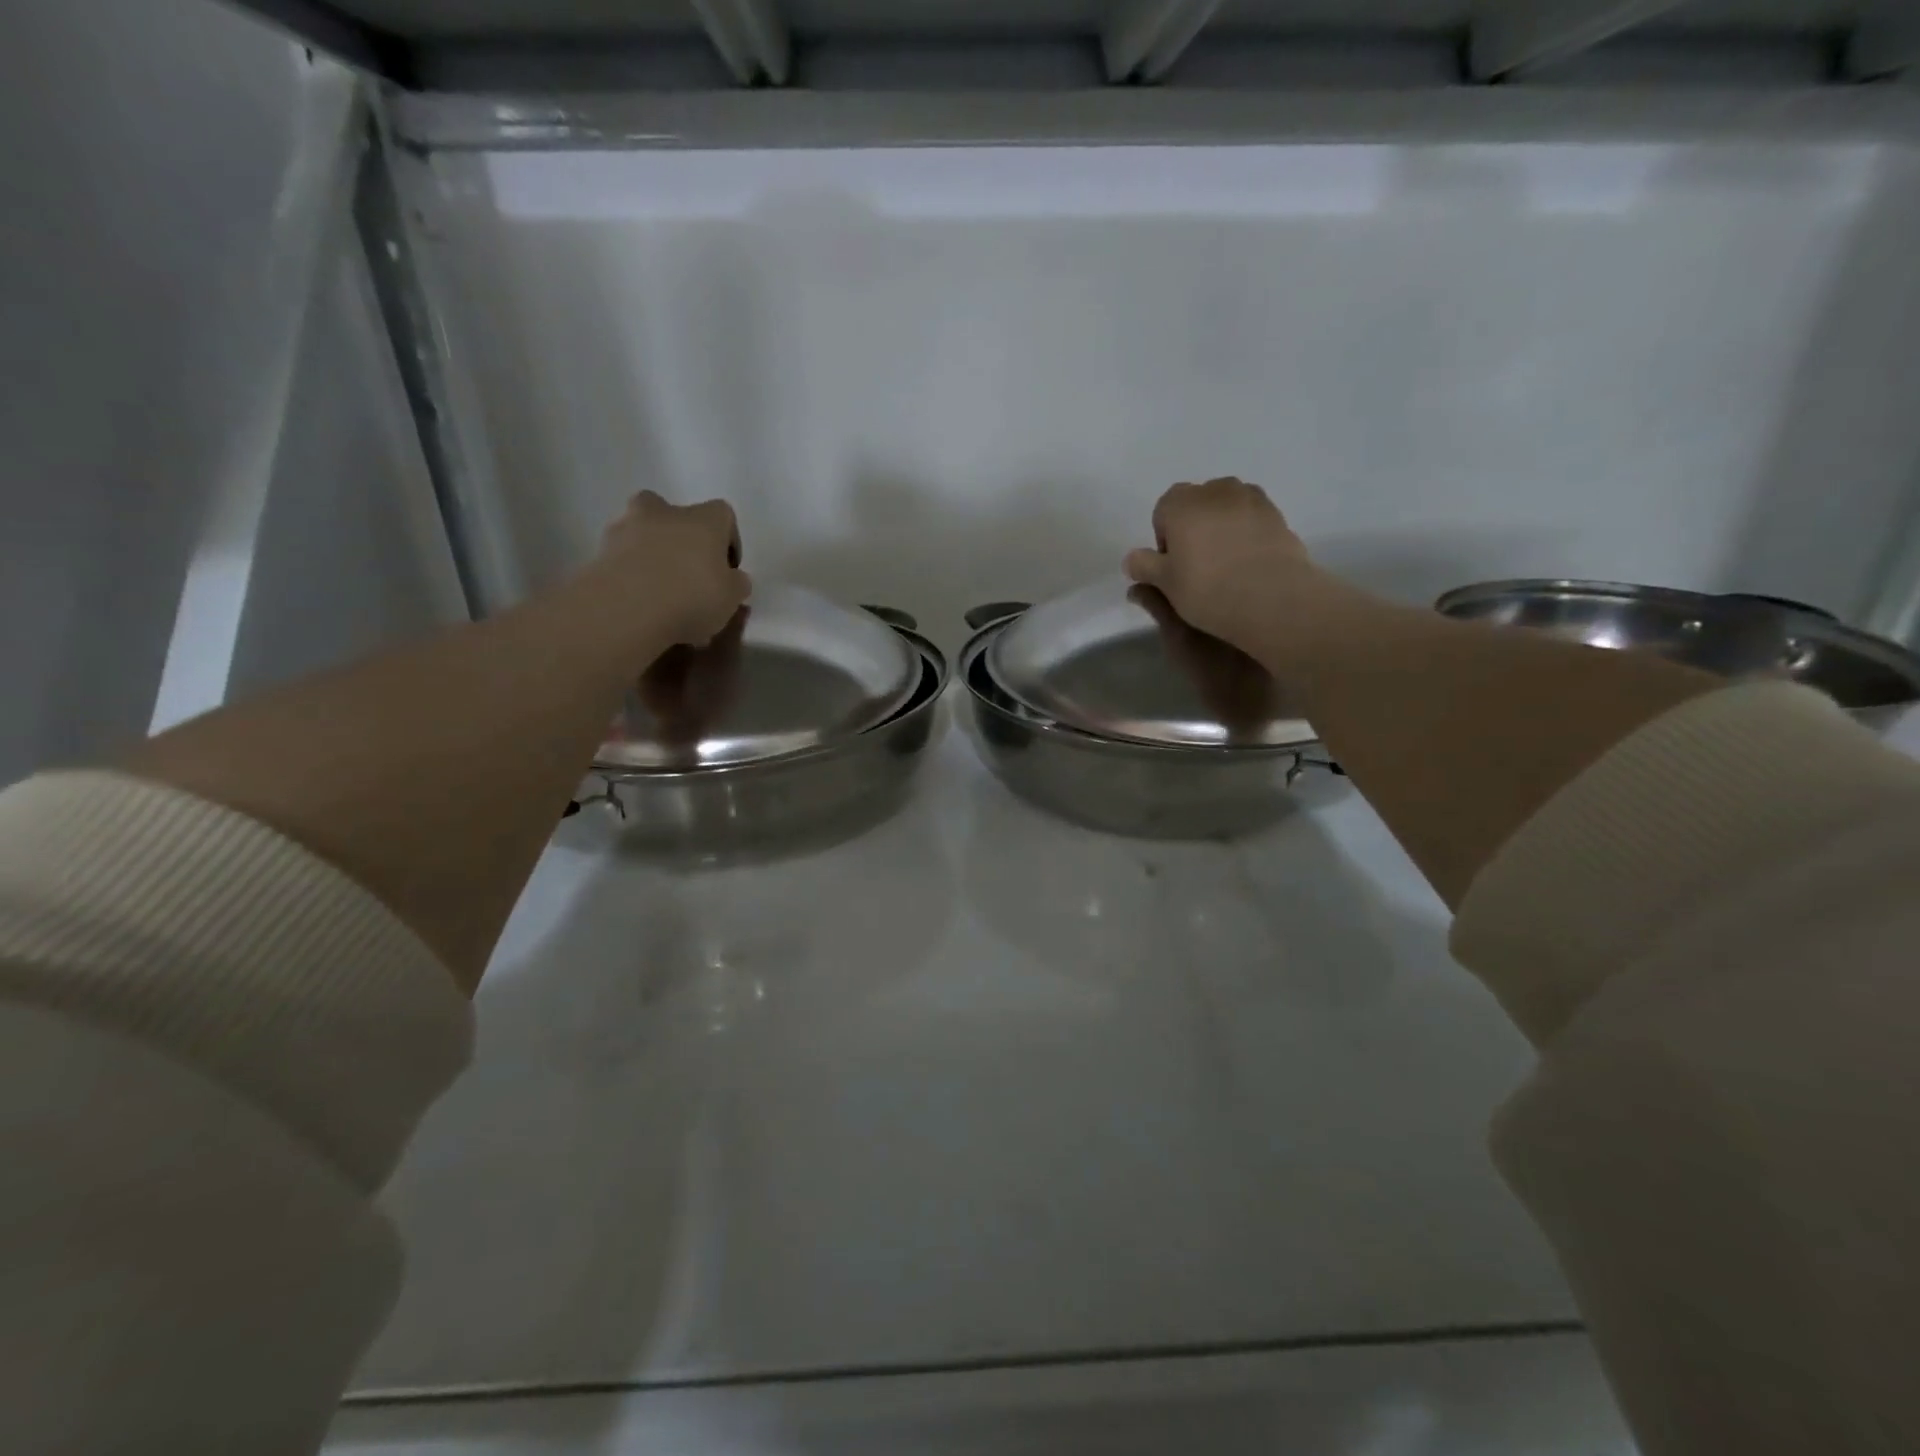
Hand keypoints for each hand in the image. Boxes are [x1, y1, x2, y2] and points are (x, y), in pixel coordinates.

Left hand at [586, 491, 751, 649]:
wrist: (626, 608)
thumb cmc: (692, 596)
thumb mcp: (731, 598)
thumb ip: (736, 584)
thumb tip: (733, 579)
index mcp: (703, 518)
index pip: (723, 514)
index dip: (728, 540)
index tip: (728, 568)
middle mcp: (664, 512)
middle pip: (673, 513)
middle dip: (680, 536)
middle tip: (687, 569)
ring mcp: (626, 528)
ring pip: (643, 532)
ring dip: (651, 553)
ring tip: (659, 591)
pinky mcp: (599, 551)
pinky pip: (622, 558)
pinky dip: (630, 573)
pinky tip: (638, 602)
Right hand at [1123, 478, 1318, 652]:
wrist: (1272, 598)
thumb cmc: (1206, 588)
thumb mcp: (1164, 584)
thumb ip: (1143, 566)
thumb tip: (1132, 559)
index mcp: (1181, 502)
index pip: (1163, 510)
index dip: (1165, 538)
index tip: (1173, 566)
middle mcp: (1216, 491)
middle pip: (1196, 504)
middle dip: (1193, 527)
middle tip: (1197, 566)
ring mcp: (1251, 499)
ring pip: (1226, 509)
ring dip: (1221, 527)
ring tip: (1225, 564)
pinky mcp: (1278, 515)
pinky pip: (1252, 520)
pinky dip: (1246, 534)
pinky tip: (1248, 564)